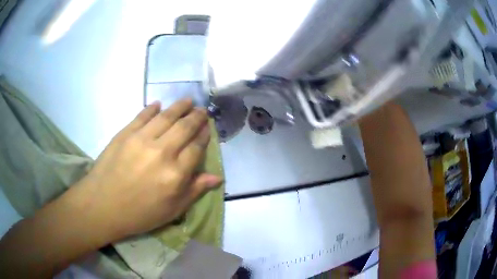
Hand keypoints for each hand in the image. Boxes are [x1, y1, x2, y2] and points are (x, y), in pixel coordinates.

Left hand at [65, 99, 221, 242]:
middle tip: (202, 110)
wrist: (103, 205)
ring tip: (188, 101)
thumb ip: (194, 191)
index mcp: (176, 174)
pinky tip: (158, 104)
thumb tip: (217, 178)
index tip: (208, 129)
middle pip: (185, 128)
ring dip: (180, 106)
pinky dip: (152, 108)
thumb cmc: (140, 213)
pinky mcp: (125, 133)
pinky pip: (142, 116)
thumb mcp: (172, 210)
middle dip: (197, 117)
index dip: (204, 136)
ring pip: (166, 116)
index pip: (197, 148)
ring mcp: (142, 140)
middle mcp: (162, 152)